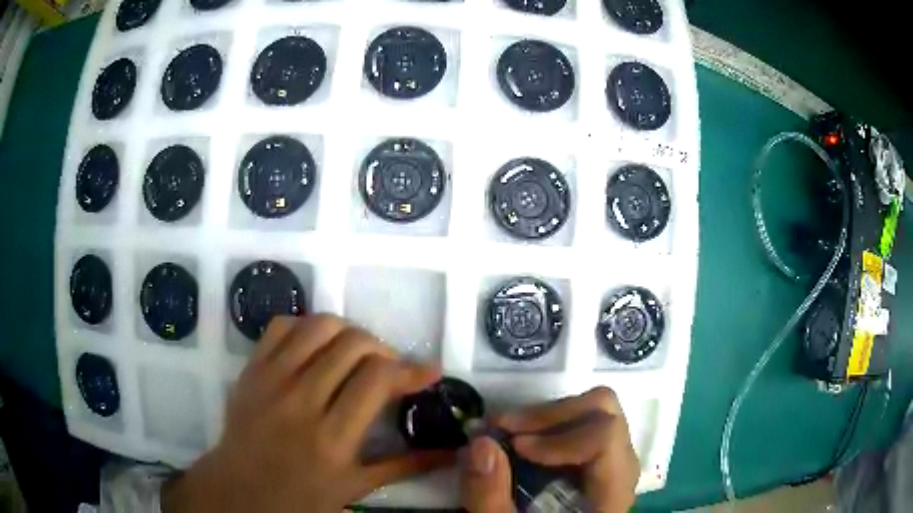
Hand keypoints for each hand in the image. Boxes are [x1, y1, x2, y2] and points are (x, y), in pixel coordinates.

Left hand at [162, 314, 452, 512]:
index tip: (430, 371)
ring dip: (349, 331)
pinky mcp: (251, 369)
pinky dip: (307, 326)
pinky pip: (282, 326)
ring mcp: (271, 380)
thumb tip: (450, 452)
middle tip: (389, 367)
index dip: (411, 368)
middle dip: (383, 348)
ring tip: (357, 352)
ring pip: (318, 326)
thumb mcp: (356, 487)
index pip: (377, 379)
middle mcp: (301, 402)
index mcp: (332, 439)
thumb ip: (404, 466)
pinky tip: (318, 346)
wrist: (239, 489)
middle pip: (352, 344)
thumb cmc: (301, 497)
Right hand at [460, 387, 639, 512]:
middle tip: (504, 427)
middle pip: (606, 413)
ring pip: (597, 413)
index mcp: (611, 494)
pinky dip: (550, 427)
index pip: (606, 437)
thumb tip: (480, 441)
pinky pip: (585, 426)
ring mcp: (613, 464)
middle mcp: (622, 471)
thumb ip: (490, 496)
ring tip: (508, 433)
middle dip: (549, 414)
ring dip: (547, 418)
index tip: (515, 445)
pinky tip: (521, 445)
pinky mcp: (599, 464)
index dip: (560, 434)